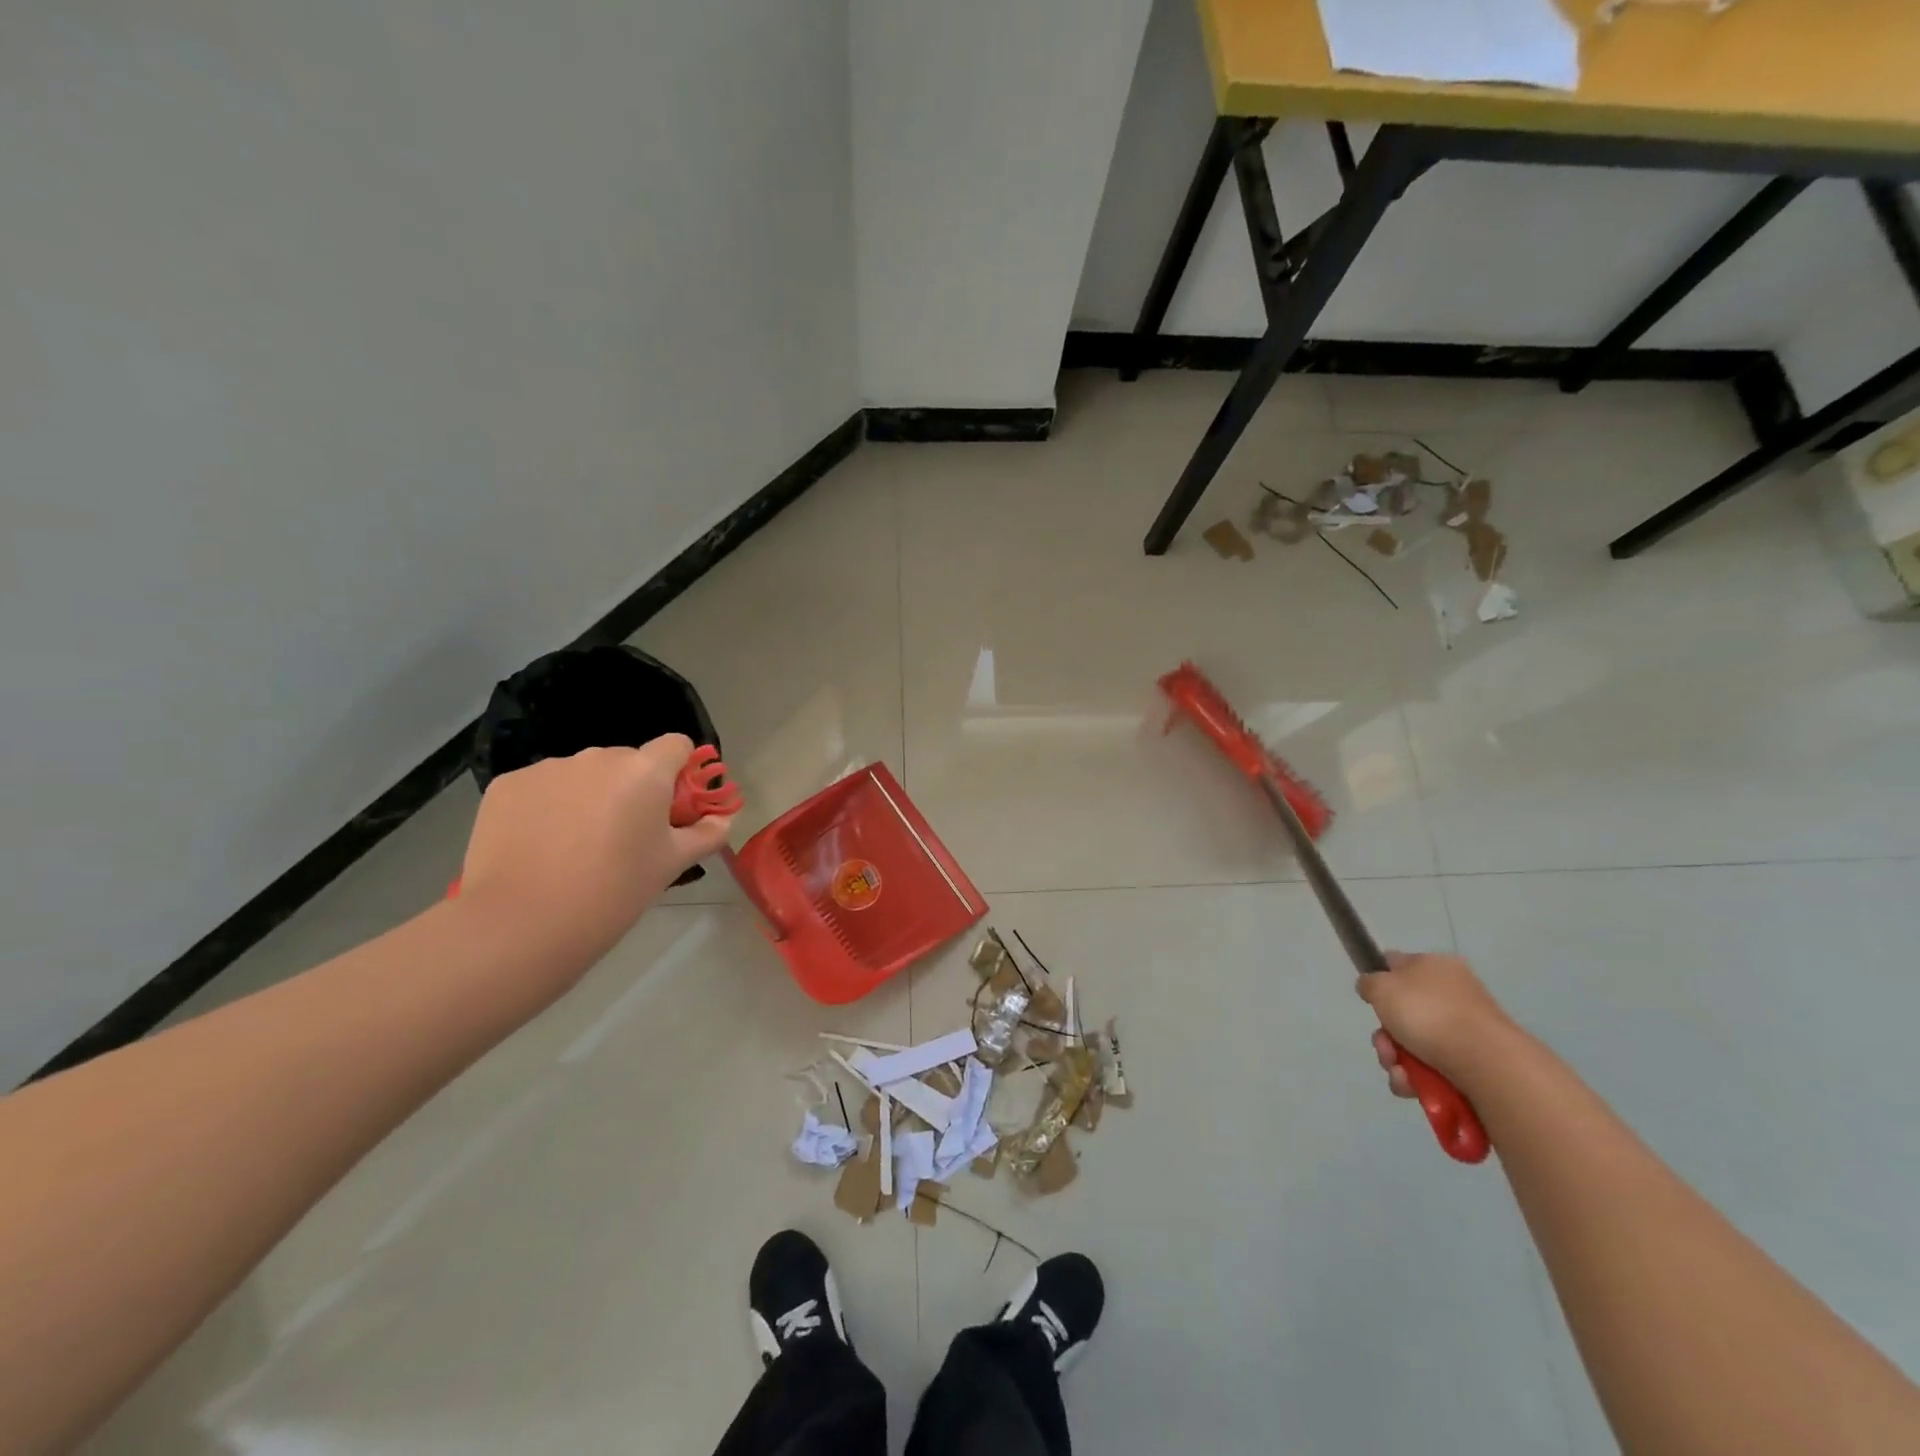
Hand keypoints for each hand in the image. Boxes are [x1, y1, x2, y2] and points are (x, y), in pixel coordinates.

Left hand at [456, 736, 734, 961]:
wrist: (524, 923)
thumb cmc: (614, 891)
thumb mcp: (672, 864)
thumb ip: (707, 834)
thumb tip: (723, 820)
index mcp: (645, 771)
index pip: (676, 745)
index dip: (680, 771)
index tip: (672, 806)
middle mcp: (597, 757)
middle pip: (627, 761)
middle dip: (631, 788)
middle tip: (625, 836)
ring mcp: (548, 768)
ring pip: (582, 775)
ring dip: (589, 796)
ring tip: (576, 846)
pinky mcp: (507, 785)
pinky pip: (542, 787)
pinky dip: (548, 807)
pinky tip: (540, 845)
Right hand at [1357, 951, 1514, 1096]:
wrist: (1487, 1062)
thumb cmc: (1428, 1013)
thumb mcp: (1382, 987)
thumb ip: (1369, 983)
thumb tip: (1372, 986)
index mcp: (1435, 966)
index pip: (1397, 964)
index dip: (1379, 980)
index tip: (1370, 1001)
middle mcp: (1452, 993)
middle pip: (1402, 1012)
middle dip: (1386, 1035)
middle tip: (1384, 1046)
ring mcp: (1465, 1029)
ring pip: (1414, 1044)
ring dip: (1397, 1060)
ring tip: (1401, 1073)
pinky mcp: (1475, 1062)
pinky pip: (1434, 1067)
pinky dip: (1418, 1078)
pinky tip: (1414, 1086)